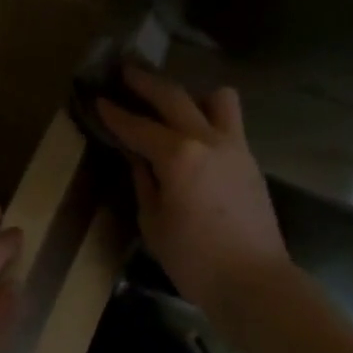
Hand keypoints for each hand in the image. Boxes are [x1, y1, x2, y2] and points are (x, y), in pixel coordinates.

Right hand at [97, 64, 289, 318]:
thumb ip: (144, 182)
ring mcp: (235, 146)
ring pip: (216, 99)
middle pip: (175, 97)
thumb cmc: (193, 259)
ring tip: (173, 106)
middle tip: (126, 71)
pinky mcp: (250, 160)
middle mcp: (207, 139)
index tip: (98, 99)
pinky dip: (209, 117)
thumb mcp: (153, 222)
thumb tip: (138, 158)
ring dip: (191, 95)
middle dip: (146, 83)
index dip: (115, 113)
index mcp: (178, 155)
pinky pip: (230, 123)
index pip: (138, 126)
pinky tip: (194, 136)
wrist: (254, 281)